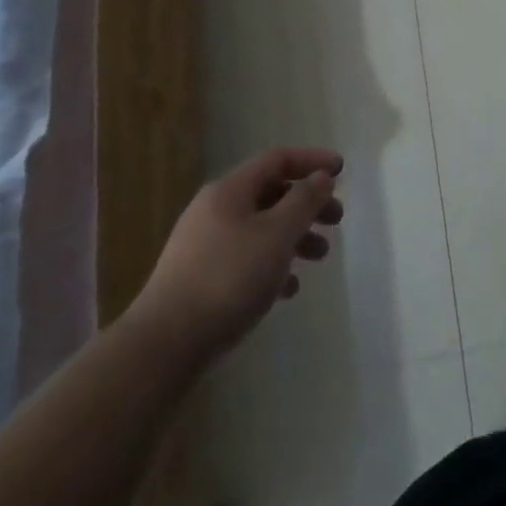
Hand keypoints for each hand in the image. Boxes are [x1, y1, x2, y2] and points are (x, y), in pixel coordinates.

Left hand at [133, 147, 344, 358]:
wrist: (163, 346)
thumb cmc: (228, 279)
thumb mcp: (277, 234)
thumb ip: (304, 201)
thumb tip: (321, 177)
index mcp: (230, 190)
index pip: (278, 159)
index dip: (313, 160)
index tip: (342, 171)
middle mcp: (215, 209)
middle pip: (271, 193)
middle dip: (308, 204)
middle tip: (336, 220)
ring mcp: (204, 245)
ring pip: (261, 228)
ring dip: (295, 237)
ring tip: (319, 258)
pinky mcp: (200, 278)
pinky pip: (246, 258)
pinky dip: (272, 265)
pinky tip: (287, 290)